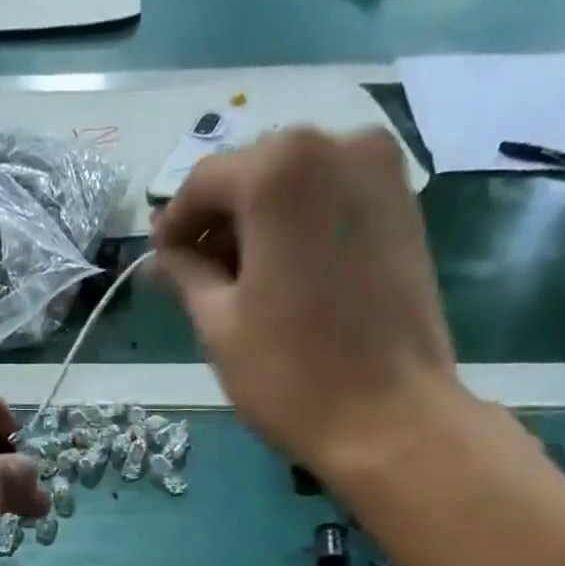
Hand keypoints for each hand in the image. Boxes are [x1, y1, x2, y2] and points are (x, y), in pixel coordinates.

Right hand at [152, 128, 465, 481]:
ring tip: (240, 283)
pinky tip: (284, 276)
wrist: (390, 419)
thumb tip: (162, 256)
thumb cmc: (291, 375)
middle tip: (195, 275)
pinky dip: (301, 229)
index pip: (206, 182)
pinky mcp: (405, 209)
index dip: (174, 222)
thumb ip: (186, 275)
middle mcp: (337, 146)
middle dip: (220, 222)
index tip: (158, 259)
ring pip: (297, 187)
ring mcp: (382, 174)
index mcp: (280, 169)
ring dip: (261, 226)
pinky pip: (333, 203)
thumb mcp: (220, 325)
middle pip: (255, 175)